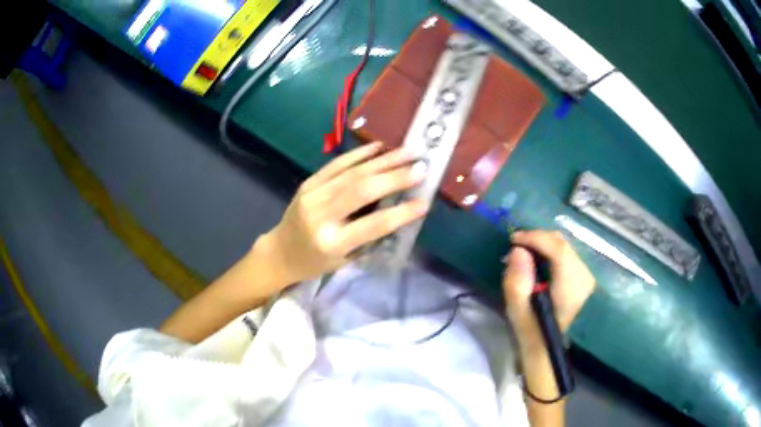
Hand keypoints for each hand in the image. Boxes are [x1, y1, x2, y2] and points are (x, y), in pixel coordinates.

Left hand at [256, 142, 427, 286]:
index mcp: (332, 243)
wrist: (279, 253)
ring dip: (383, 161)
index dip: (401, 213)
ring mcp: (312, 195)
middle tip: (421, 168)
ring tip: (408, 152)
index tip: (425, 202)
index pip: (373, 225)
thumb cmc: (315, 263)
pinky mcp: (308, 183)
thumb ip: (370, 236)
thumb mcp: (345, 259)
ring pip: (352, 173)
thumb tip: (399, 208)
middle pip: (362, 190)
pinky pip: (337, 164)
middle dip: (395, 177)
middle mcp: (321, 215)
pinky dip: (359, 154)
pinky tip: (379, 147)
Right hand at [502, 230, 595, 352]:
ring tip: (523, 256)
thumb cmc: (534, 337)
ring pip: (565, 248)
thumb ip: (517, 282)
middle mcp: (584, 277)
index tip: (513, 239)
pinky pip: (567, 256)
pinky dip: (550, 254)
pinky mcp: (584, 281)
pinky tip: (538, 264)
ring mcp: (587, 278)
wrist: (553, 355)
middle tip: (515, 248)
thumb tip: (517, 251)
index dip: (535, 237)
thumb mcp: (519, 315)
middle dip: (538, 239)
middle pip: (563, 244)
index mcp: (571, 287)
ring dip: (543, 246)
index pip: (558, 249)